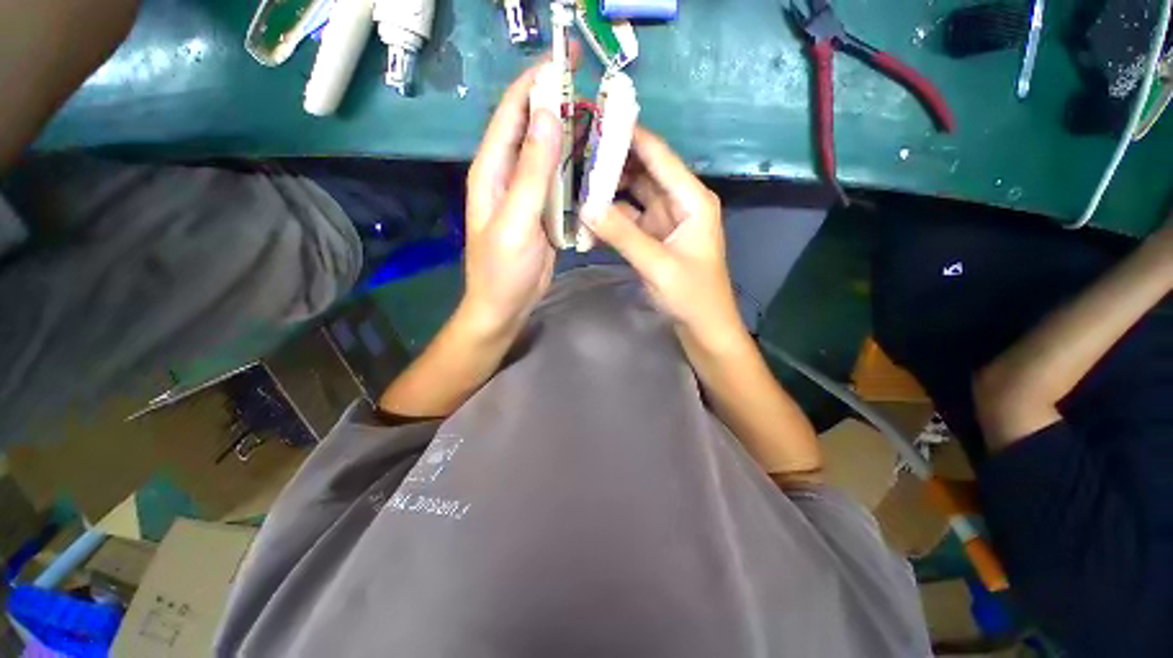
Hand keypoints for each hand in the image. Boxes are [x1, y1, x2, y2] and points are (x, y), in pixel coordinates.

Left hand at [463, 53, 573, 336]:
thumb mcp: (516, 220)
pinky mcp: (543, 209)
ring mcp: (527, 192)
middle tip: (593, 87)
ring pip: (550, 153)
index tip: (565, 58)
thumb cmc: (504, 269)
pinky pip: (560, 180)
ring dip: (572, 135)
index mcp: (492, 170)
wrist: (506, 304)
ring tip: (602, 119)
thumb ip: (531, 171)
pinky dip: (576, 167)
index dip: (535, 82)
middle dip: (558, 102)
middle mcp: (508, 174)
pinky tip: (595, 161)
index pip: (511, 113)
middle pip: (533, 128)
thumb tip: (548, 115)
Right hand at [584, 127, 744, 346]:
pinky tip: (587, 215)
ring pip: (632, 195)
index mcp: (691, 199)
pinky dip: (610, 218)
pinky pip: (628, 220)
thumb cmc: (692, 295)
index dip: (630, 135)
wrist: (703, 327)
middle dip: (612, 162)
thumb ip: (623, 235)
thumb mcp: (658, 265)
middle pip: (643, 172)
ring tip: (574, 179)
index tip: (596, 118)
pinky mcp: (653, 238)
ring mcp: (664, 221)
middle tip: (575, 152)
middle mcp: (678, 202)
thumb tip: (585, 206)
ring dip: (608, 190)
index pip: (658, 156)